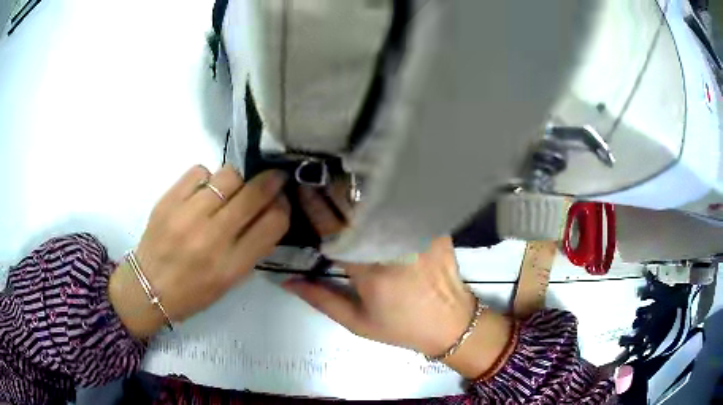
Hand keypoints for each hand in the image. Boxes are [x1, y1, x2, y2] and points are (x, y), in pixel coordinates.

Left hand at [110, 166, 289, 337]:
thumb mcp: (230, 280)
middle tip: (273, 178)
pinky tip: (202, 191)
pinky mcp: (168, 200)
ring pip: (228, 175)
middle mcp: (212, 238)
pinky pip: (199, 171)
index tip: (282, 200)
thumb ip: (252, 247)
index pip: (274, 223)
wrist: (148, 287)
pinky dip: (207, 178)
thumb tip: (269, 211)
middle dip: (271, 181)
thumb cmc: (193, 291)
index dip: (284, 206)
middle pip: (255, 193)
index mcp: (232, 265)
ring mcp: (188, 216)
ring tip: (229, 190)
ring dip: (237, 180)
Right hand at [285, 187, 475, 356]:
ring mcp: (417, 234)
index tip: (302, 189)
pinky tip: (380, 187)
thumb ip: (321, 299)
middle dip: (335, 188)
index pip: (334, 231)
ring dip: (359, 188)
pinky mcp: (435, 229)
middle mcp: (392, 247)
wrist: (451, 323)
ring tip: (346, 179)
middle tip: (322, 177)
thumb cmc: (401, 327)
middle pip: (357, 206)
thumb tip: (288, 281)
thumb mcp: (358, 322)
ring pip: (381, 200)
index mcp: (369, 272)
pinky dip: (389, 194)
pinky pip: (407, 203)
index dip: (314, 207)